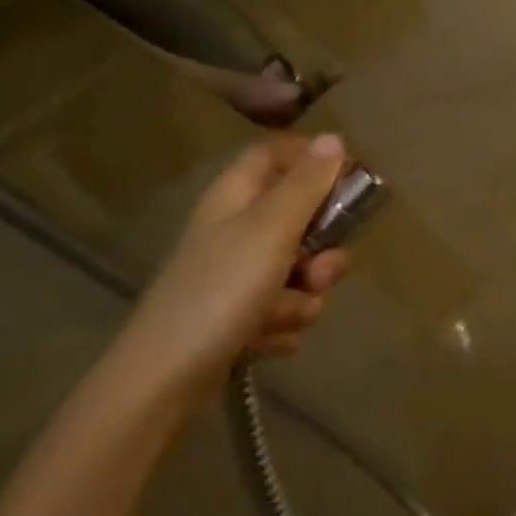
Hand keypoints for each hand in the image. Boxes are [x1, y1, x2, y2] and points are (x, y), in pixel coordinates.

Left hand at [97, 133, 351, 409]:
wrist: (165, 378)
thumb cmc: (220, 291)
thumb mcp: (271, 229)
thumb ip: (307, 184)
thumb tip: (334, 136)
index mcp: (237, 196)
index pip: (278, 154)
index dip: (314, 162)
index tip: (349, 182)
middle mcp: (238, 230)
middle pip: (302, 219)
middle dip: (321, 252)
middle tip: (316, 271)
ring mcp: (239, 275)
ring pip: (302, 272)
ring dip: (302, 298)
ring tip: (277, 316)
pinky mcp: (242, 315)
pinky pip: (287, 309)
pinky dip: (283, 325)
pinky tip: (264, 339)